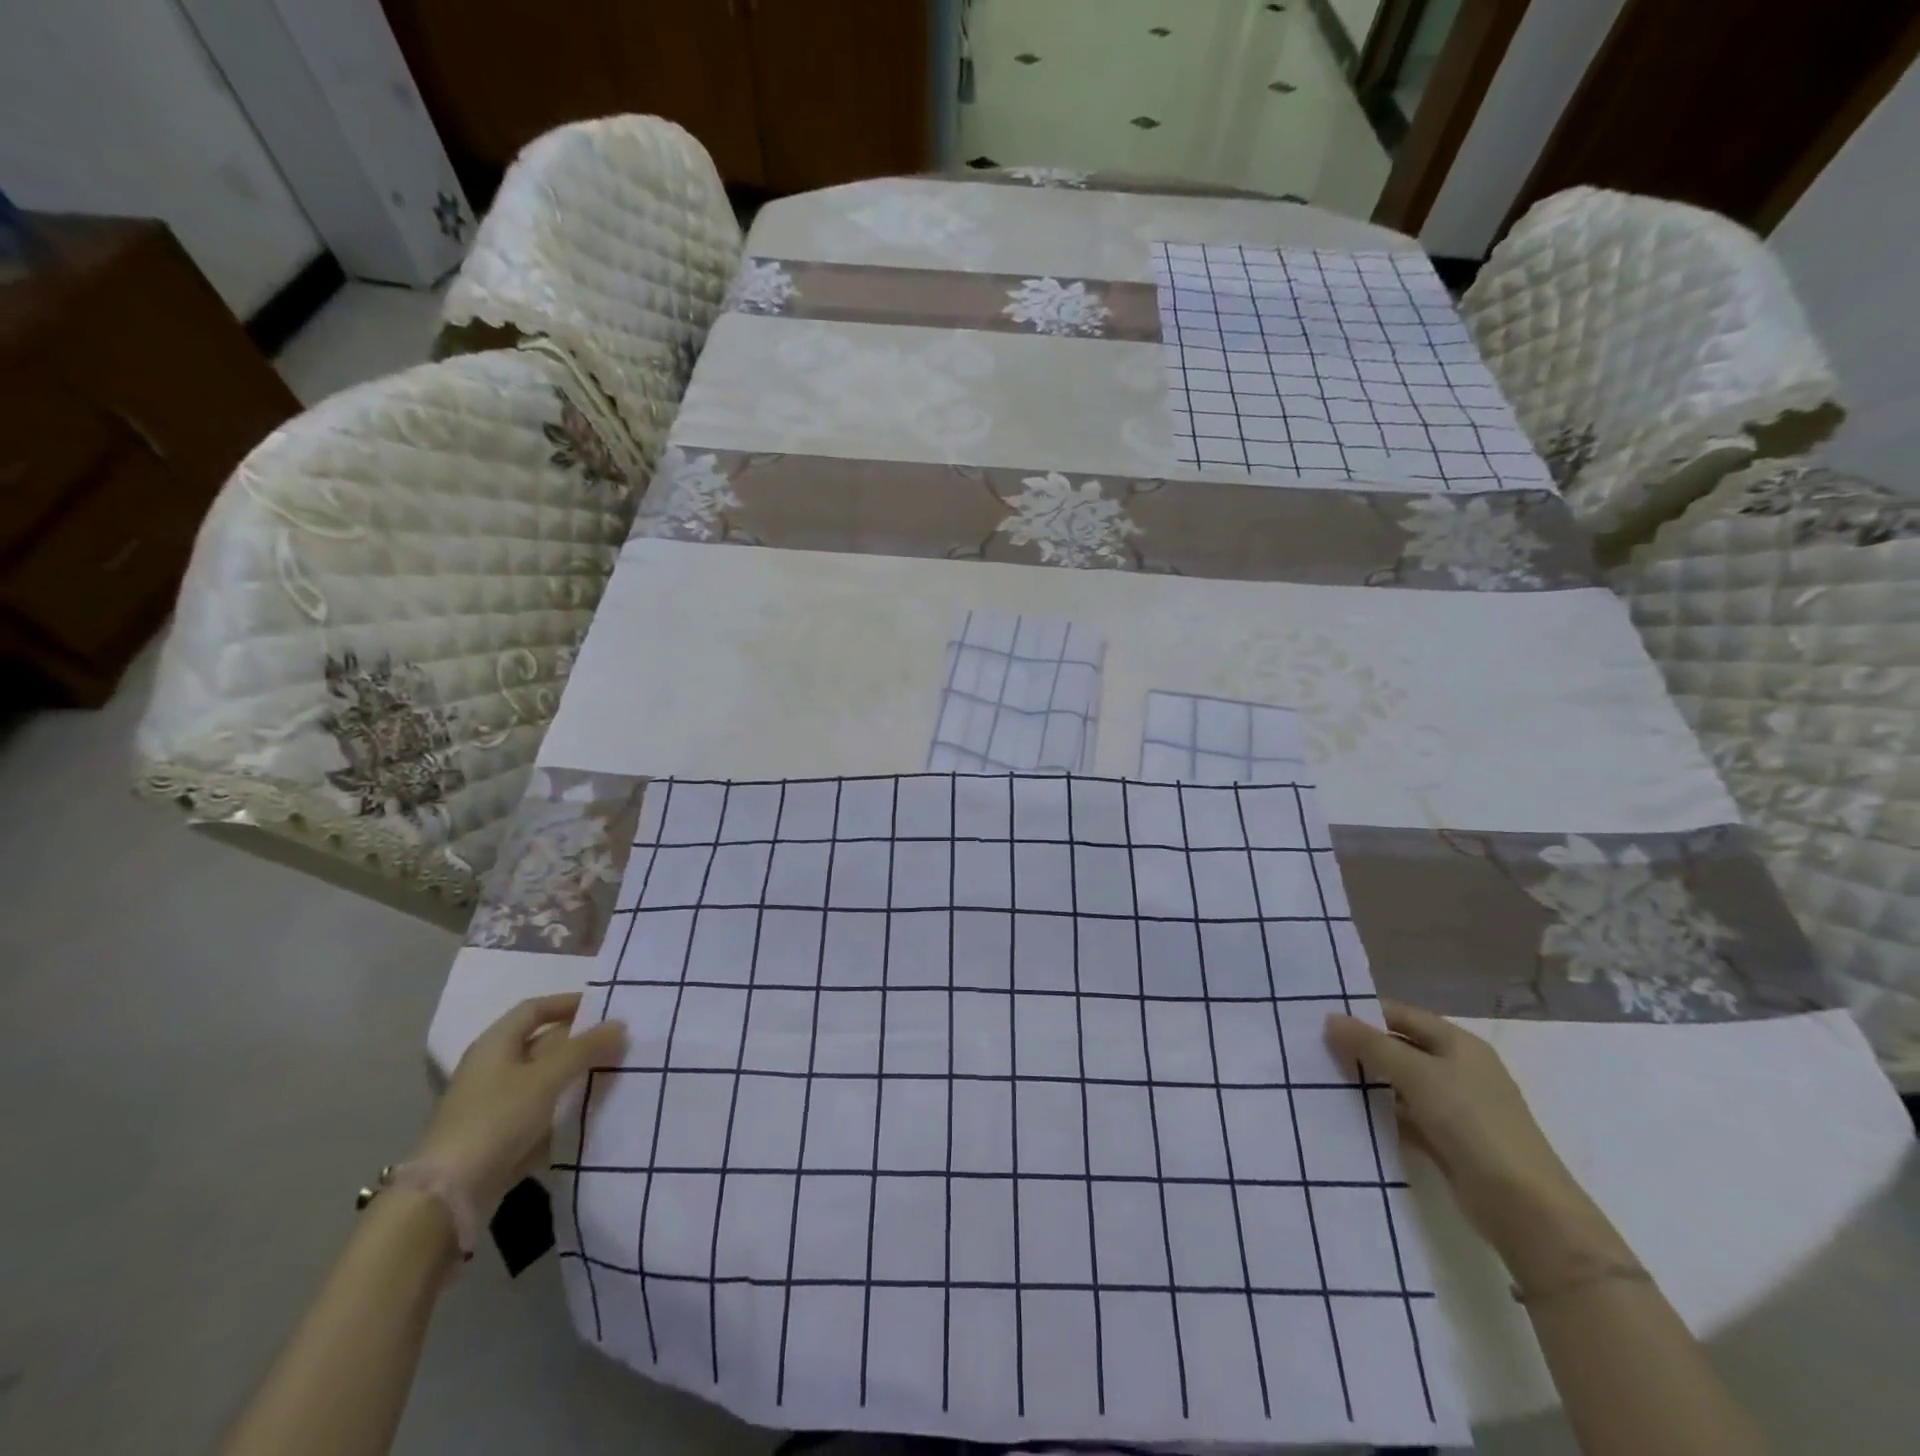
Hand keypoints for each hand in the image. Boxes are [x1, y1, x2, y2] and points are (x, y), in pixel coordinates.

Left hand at [413, 994, 626, 1215]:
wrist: (448, 1196)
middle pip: (541, 1043)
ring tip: (615, 1071)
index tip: (604, 1007)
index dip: (568, 1003)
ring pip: (544, 1079)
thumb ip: (585, 1048)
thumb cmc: (497, 1119)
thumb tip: (620, 1024)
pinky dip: (565, 1106)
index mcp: (495, 1044)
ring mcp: (494, 1105)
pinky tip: (593, 1110)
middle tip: (618, 1040)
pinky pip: (541, 1111)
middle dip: (579, 1041)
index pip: (534, 1009)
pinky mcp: (501, 1137)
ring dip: (576, 1074)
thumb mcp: (547, 1077)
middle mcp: (492, 1069)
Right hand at [1325, 1000, 1618, 1279]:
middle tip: (1314, 1048)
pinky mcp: (1448, 1141)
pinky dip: (1381, 1112)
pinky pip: (1405, 1116)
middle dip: (1361, 1048)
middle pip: (1399, 1047)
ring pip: (1400, 1083)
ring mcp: (1455, 1107)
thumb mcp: (1417, 1075)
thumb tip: (1330, 1018)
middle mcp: (1458, 1069)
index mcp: (1458, 1043)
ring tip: (1321, 1078)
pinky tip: (1348, 1114)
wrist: (1525, 1208)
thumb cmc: (1472, 1123)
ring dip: (1368, 1082)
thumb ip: (1371, 1045)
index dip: (1363, 1014)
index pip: (1401, 1014)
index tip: (1320, 1020)